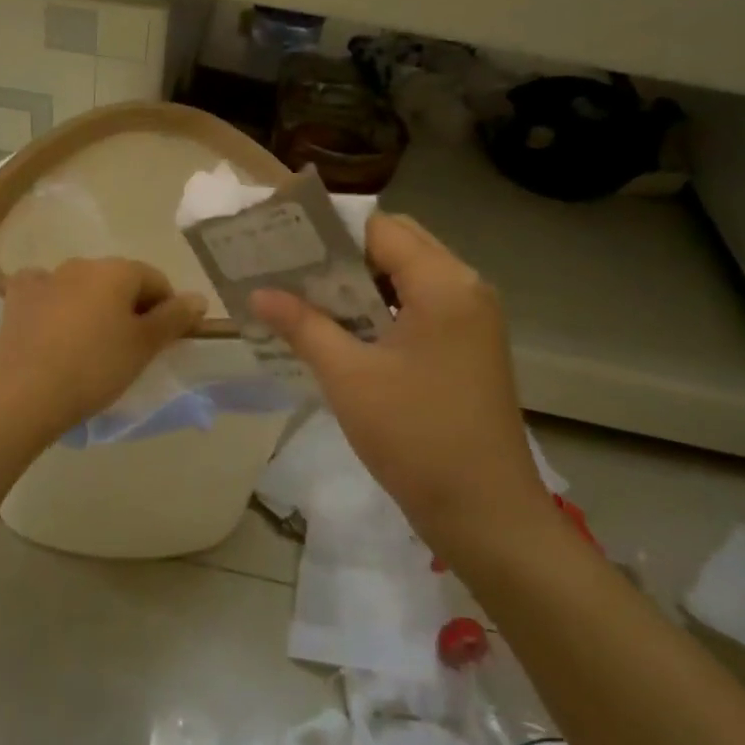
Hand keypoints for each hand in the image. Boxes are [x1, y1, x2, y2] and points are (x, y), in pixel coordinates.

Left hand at [0, 258, 207, 438]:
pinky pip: (45, 292)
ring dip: (92, 306)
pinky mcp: (17, 298)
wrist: (25, 393)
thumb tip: (198, 297)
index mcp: (117, 270)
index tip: (163, 341)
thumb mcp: (144, 346)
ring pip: (81, 286)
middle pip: (118, 281)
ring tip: (90, 345)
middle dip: (129, 307)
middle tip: (129, 348)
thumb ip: (175, 318)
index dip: (167, 309)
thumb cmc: (95, 367)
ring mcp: (45, 278)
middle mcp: (81, 263)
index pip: (155, 281)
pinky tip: (53, 328)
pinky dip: (54, 304)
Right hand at [250, 214, 553, 550]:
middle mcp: (465, 288)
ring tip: (302, 296)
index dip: (329, 231)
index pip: (380, 228)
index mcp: (444, 284)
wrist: (486, 515)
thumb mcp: (349, 377)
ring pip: (406, 278)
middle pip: (396, 246)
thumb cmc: (416, 438)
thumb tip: (258, 293)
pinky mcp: (467, 347)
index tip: (283, 241)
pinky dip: (379, 310)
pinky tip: (339, 330)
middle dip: (341, 256)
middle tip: (288, 269)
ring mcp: (471, 319)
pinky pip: (417, 308)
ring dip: (358, 284)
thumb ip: (303, 326)